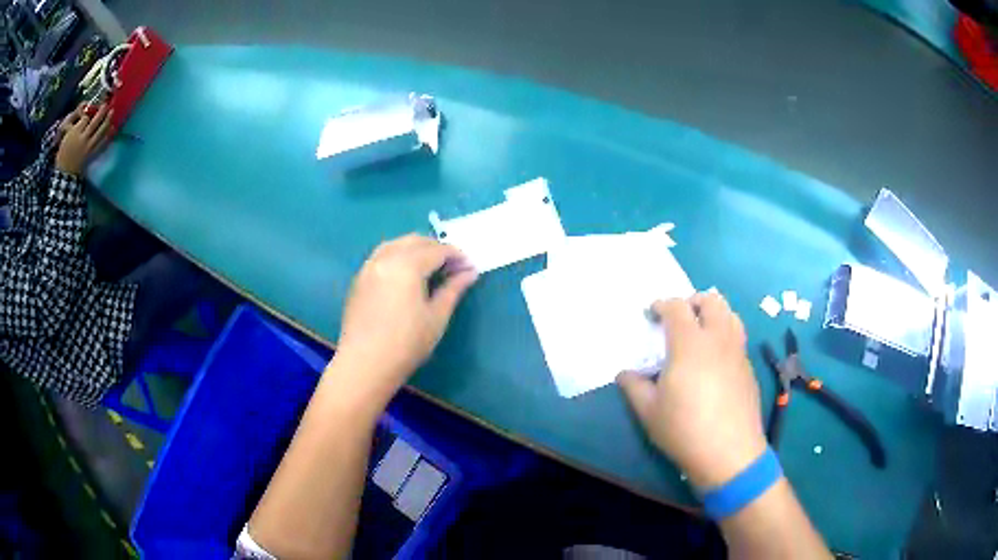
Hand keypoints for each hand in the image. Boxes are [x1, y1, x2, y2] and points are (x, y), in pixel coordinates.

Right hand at [55, 104, 113, 175]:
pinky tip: (113, 129)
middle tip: (106, 104)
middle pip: (94, 123)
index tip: (91, 109)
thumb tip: (83, 115)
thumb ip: (73, 126)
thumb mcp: (65, 138)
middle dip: (101, 112)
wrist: (65, 174)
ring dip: (107, 121)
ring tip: (112, 112)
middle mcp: (82, 139)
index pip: (84, 119)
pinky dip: (108, 135)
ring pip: (100, 132)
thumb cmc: (63, 154)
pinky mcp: (92, 155)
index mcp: (74, 134)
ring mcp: (88, 148)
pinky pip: (102, 144)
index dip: (89, 113)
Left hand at [333, 234, 477, 398]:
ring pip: (396, 244)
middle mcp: (386, 258)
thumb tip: (469, 272)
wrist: (365, 364)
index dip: (457, 256)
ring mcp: (369, 267)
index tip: (470, 268)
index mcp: (407, 265)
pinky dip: (399, 256)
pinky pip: (382, 256)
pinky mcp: (360, 279)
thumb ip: (453, 289)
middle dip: (437, 248)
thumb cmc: (406, 344)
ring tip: (431, 268)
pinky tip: (407, 275)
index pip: (437, 250)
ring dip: (417, 249)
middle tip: (453, 267)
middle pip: (415, 241)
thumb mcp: (436, 317)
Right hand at [617, 292, 766, 490]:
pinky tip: (715, 362)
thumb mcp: (649, 411)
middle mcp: (717, 339)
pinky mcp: (748, 368)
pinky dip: (724, 336)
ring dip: (714, 315)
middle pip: (711, 300)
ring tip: (700, 334)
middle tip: (678, 319)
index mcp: (690, 344)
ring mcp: (737, 352)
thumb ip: (634, 386)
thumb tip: (624, 374)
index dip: (661, 304)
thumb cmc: (684, 430)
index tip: (651, 314)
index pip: (676, 307)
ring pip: (731, 315)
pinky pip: (737, 339)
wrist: (729, 453)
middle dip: (692, 301)